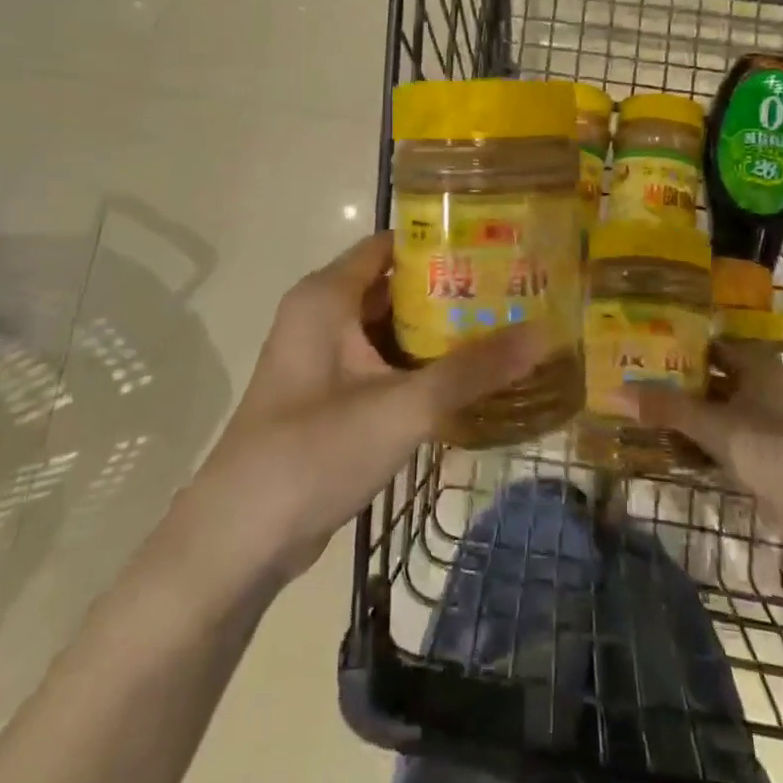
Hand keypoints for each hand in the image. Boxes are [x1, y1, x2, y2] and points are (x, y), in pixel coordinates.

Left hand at [199, 232, 546, 582]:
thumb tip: (544, 334)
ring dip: (438, 330)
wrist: (238, 541)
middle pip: (396, 285)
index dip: (443, 241)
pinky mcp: (328, 395)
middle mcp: (322, 314)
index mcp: (327, 295)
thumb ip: (472, 370)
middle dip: (451, 289)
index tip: (497, 246)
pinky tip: (465, 377)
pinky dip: (419, 364)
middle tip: (513, 290)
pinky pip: (381, 362)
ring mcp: (323, 356)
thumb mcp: (403, 407)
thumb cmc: (314, 451)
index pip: (393, 245)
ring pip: (390, 327)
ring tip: (503, 327)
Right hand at [627, 344, 782, 621]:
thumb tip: (618, 391)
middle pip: (709, 378)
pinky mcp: (764, 454)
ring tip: (640, 417)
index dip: (675, 347)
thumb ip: (668, 409)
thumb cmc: (776, 456)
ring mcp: (765, 421)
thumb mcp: (717, 429)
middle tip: (631, 385)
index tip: (637, 351)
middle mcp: (762, 385)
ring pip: (714, 410)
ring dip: (683, 416)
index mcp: (758, 364)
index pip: (708, 344)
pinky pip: (722, 438)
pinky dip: (699, 442)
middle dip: (674, 385)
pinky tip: (668, 451)